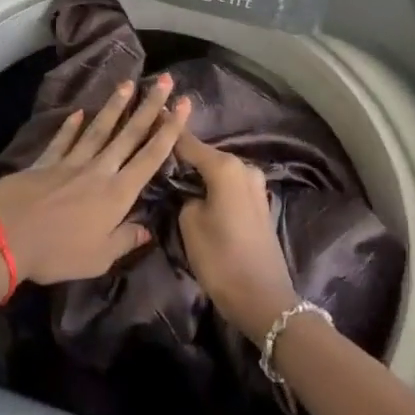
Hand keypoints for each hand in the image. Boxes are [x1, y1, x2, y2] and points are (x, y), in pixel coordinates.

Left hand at [0, 76, 190, 286]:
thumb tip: (148, 230)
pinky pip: (62, 141)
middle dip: (149, 107)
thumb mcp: (99, 257)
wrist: (5, 236)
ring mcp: (70, 163)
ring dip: (115, 107)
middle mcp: (98, 171)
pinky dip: (70, 127)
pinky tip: (78, 113)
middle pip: (128, 134)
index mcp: (117, 193)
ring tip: (128, 84)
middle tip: (164, 81)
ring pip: (98, 129)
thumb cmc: (57, 252)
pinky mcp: (44, 163)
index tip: (182, 104)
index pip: (150, 157)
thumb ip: (125, 240)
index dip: (169, 130)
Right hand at [175, 130, 298, 340]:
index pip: (188, 142)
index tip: (150, 115)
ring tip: (173, 174)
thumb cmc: (221, 259)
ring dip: (199, 171)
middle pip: (205, 154)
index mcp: (225, 167)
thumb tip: (188, 189)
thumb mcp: (190, 224)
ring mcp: (255, 185)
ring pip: (218, 170)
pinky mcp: (259, 203)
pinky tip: (198, 192)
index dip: (167, 130)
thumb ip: (184, 196)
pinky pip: (230, 185)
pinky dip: (214, 185)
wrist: (264, 299)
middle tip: (156, 152)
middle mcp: (243, 167)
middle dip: (183, 153)